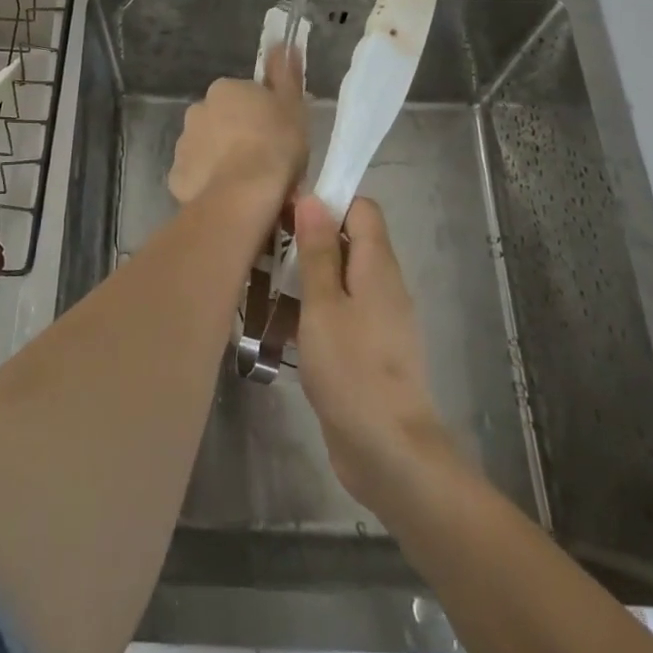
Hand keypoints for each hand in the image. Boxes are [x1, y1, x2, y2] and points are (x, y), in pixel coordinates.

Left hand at [166, 46, 306, 214]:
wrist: (245, 194)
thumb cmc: (275, 144)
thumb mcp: (293, 105)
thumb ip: (286, 74)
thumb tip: (284, 45)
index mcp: (225, 89)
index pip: (243, 97)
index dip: (260, 116)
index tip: (275, 134)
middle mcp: (198, 110)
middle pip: (221, 120)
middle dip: (236, 135)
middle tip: (262, 160)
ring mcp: (183, 143)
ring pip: (207, 148)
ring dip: (222, 159)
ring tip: (247, 184)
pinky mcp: (177, 175)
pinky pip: (196, 176)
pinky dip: (209, 183)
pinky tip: (228, 197)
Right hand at [293, 195, 453, 512]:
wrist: (389, 453)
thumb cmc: (352, 369)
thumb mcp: (323, 304)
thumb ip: (317, 251)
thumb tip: (313, 198)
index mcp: (377, 265)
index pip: (360, 209)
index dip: (327, 201)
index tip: (288, 212)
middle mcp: (382, 285)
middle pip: (347, 243)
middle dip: (307, 242)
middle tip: (267, 251)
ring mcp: (377, 320)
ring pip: (339, 281)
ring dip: (305, 281)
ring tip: (263, 290)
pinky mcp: (367, 350)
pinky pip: (339, 315)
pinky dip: (312, 314)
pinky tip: (278, 331)